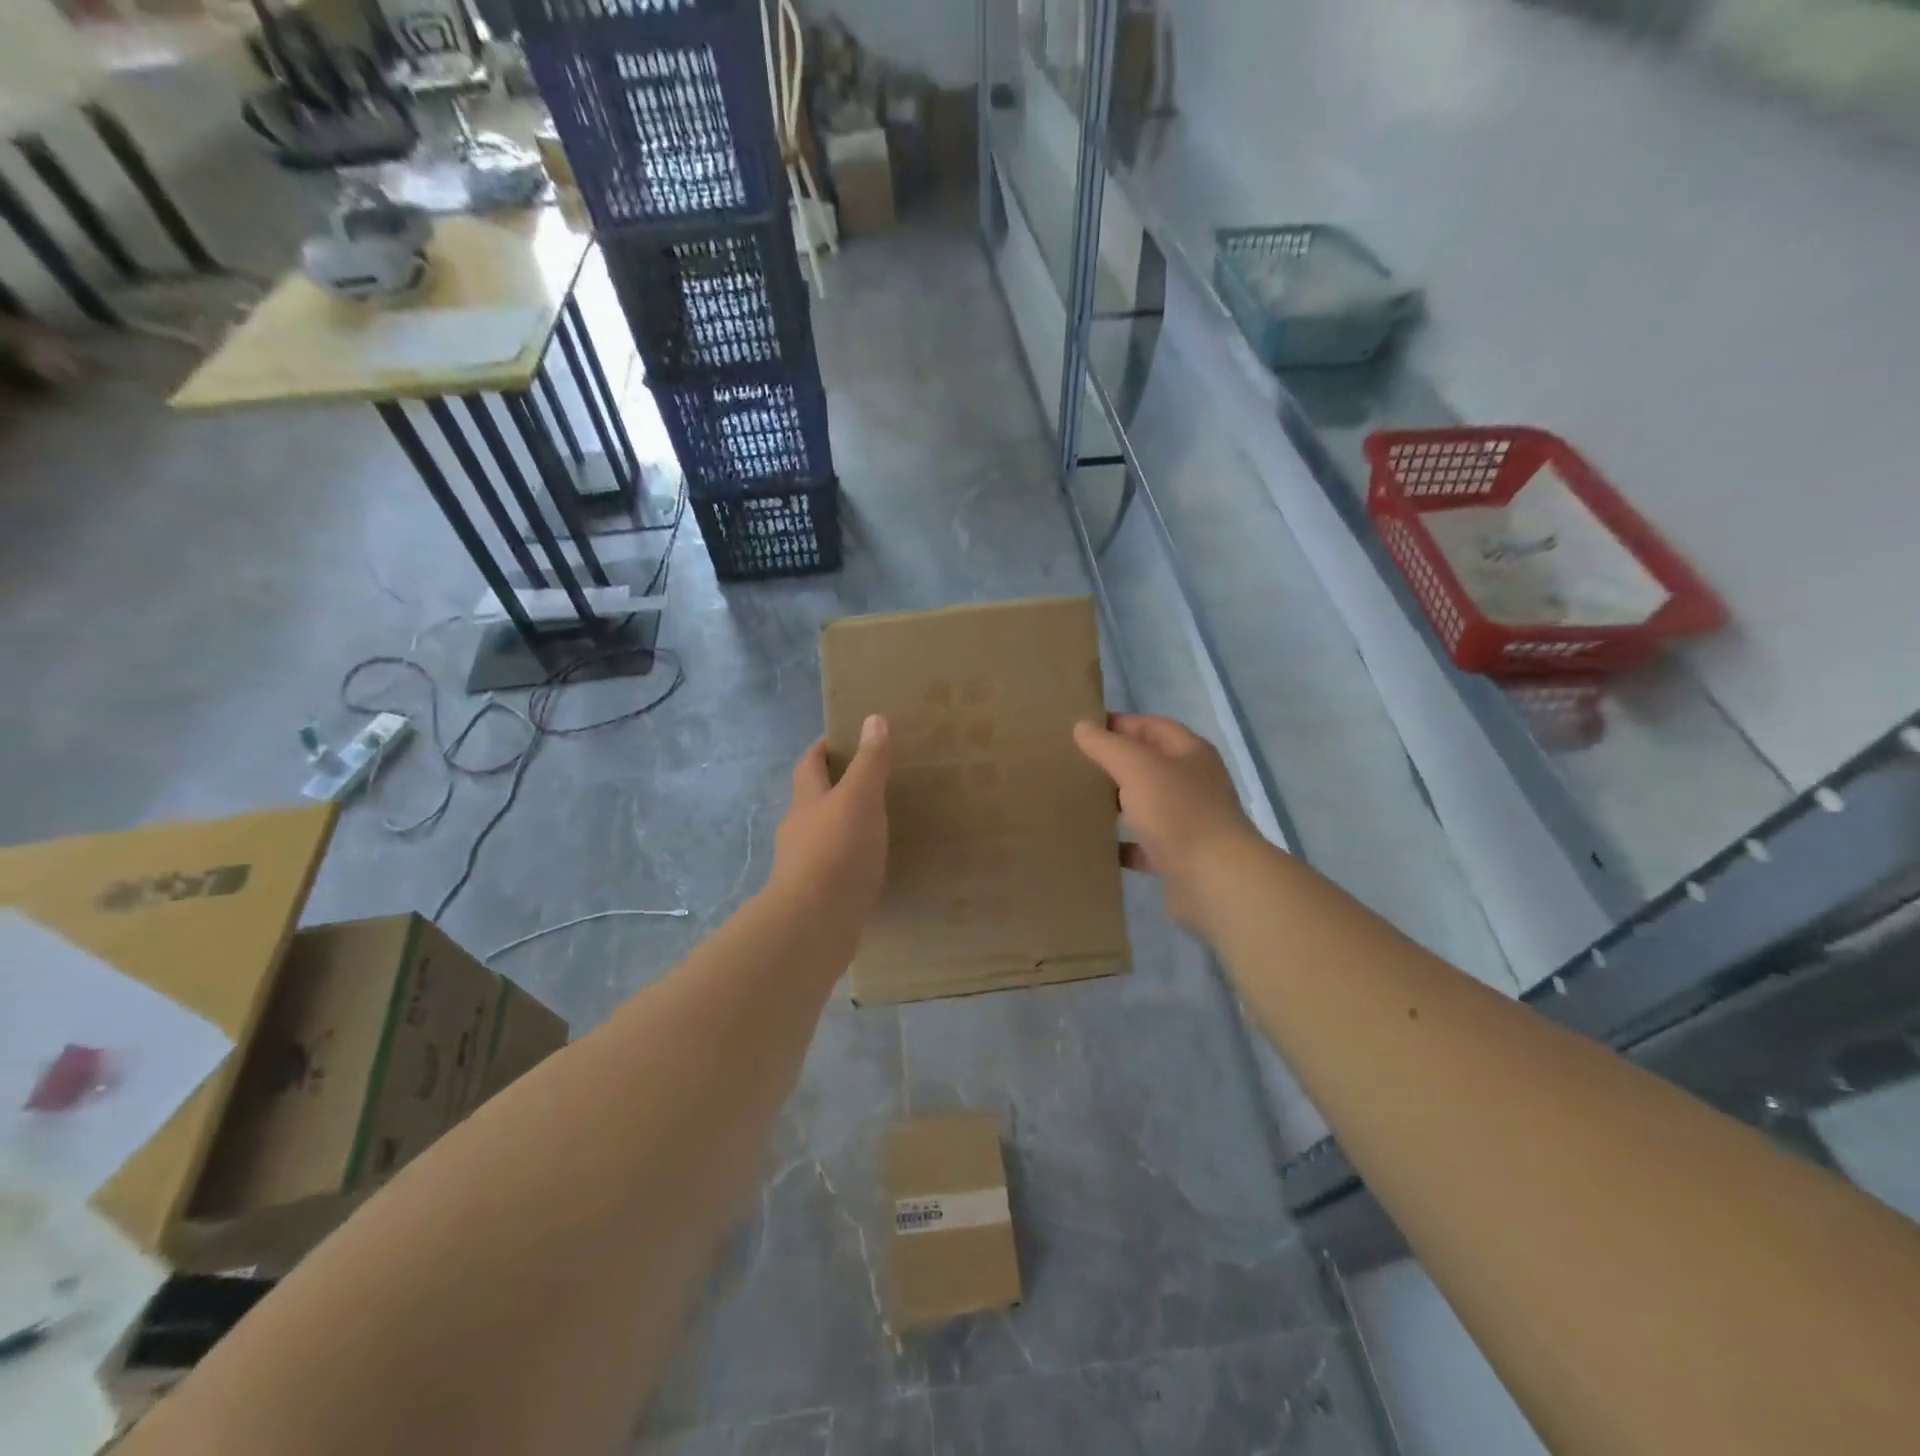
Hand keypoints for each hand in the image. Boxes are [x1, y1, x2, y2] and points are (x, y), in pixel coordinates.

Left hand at [771, 715, 891, 927]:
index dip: (823, 748)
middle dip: (834, 787)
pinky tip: (868, 866)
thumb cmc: (836, 850)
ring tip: (874, 823)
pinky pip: (833, 867)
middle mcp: (798, 828)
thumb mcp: (859, 798)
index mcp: (806, 800)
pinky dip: (848, 860)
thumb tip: (873, 718)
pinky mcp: (815, 895)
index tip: (843, 739)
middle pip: (812, 799)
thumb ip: (869, 762)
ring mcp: (803, 864)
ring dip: (841, 826)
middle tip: (868, 780)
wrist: (814, 922)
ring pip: (821, 834)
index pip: (809, 764)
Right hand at [1073, 713, 1256, 930]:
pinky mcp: (1178, 857)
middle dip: (1115, 764)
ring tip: (1080, 802)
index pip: (1152, 726)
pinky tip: (1096, 845)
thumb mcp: (1138, 768)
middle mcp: (1193, 783)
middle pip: (1149, 765)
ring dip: (1118, 804)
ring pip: (1146, 805)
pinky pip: (1144, 845)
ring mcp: (1188, 821)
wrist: (1215, 881)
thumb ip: (1108, 746)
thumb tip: (1082, 726)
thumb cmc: (1179, 813)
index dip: (1119, 724)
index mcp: (1190, 753)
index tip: (1081, 730)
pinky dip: (1122, 844)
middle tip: (1074, 766)